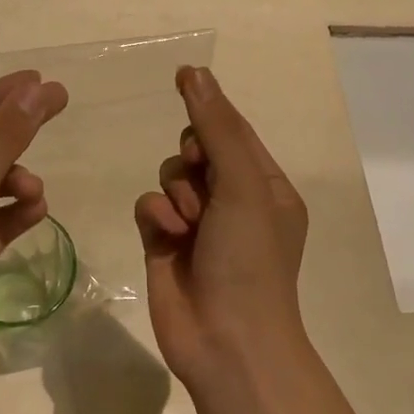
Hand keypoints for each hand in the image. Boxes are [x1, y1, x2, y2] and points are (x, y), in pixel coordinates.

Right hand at [134, 66, 308, 396]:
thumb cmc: (250, 259)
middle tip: (199, 175)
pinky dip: (155, 214)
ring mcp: (197, 224)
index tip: (182, 78)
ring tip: (188, 223)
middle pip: (196, 149)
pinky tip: (166, 236)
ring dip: (176, 192)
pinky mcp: (164, 244)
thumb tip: (195, 72)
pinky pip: (149, 205)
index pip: (233, 130)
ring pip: (170, 176)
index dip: (209, 107)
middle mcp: (232, 201)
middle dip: (192, 159)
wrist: (227, 341)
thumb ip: (217, 128)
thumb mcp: (243, 185)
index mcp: (264, 185)